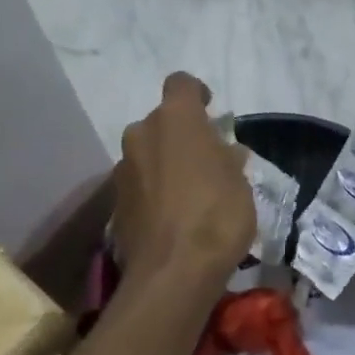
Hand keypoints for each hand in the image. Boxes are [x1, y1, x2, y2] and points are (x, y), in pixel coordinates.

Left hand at [113, 72, 254, 286]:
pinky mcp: (115, 202)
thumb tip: (223, 151)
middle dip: (180, 135)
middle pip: (161, 121)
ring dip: (165, 163)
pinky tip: (172, 216)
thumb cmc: (216, 213)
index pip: (181, 83)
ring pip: (148, 153)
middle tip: (205, 159)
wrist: (173, 272)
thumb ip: (227, 158)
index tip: (210, 111)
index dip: (196, 93)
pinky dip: (153, 190)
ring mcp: (123, 168)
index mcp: (175, 118)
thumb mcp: (239, 181)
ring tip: (190, 192)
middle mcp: (142, 133)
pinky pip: (139, 184)